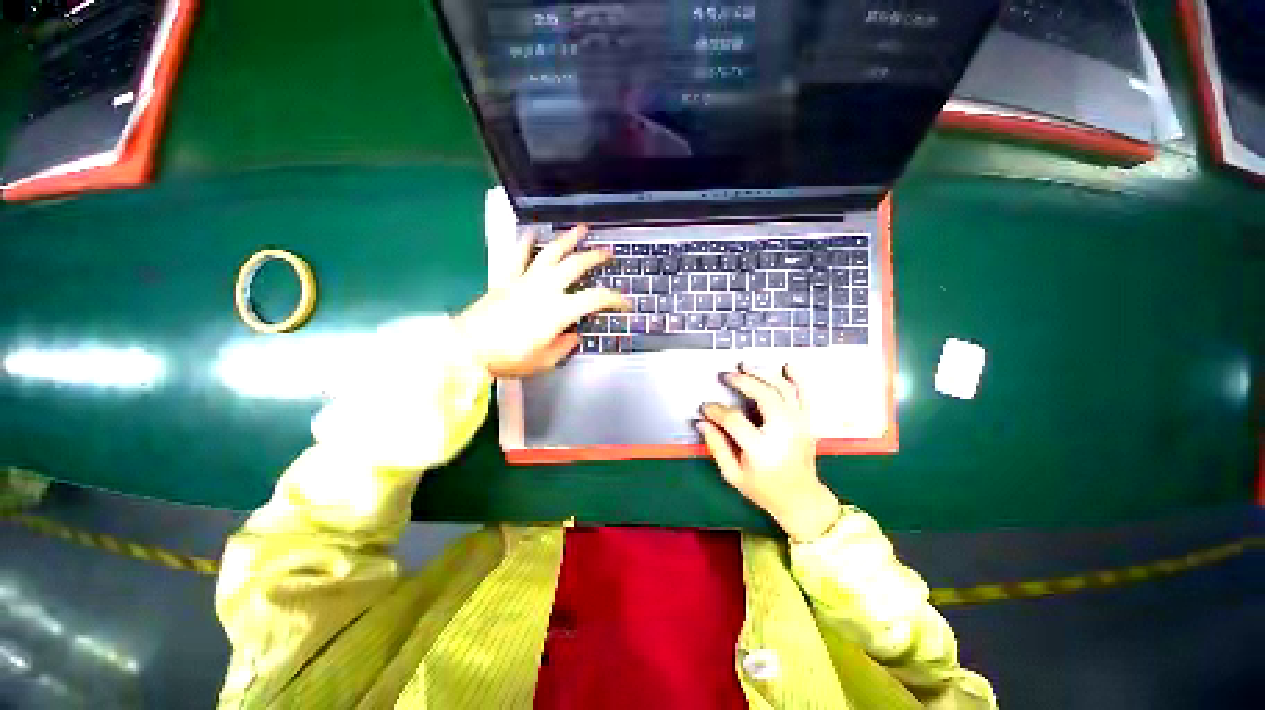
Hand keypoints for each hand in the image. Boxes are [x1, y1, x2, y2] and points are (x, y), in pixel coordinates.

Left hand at [455, 225, 628, 378]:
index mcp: (559, 311)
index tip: (626, 303)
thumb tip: (573, 335)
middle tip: (608, 251)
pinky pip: (517, 255)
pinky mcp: (506, 279)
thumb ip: (564, 346)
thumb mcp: (545, 361)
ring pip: (550, 252)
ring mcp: (525, 280)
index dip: (616, 299)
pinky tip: (531, 231)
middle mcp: (545, 289)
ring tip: (581, 229)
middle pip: (576, 265)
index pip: (596, 299)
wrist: (468, 348)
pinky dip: (525, 241)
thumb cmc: (509, 358)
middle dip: (595, 257)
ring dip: (568, 239)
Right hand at [698, 364, 840, 541]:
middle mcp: (784, 432)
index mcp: (762, 449)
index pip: (734, 420)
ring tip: (746, 365)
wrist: (801, 499)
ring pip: (783, 390)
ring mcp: (799, 425)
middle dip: (743, 381)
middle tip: (727, 375)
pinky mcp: (807, 422)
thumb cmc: (764, 489)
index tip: (705, 407)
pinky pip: (804, 394)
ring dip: (764, 373)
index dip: (716, 410)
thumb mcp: (733, 474)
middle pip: (764, 395)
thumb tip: (702, 422)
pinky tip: (786, 366)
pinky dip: (797, 378)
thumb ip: (716, 446)